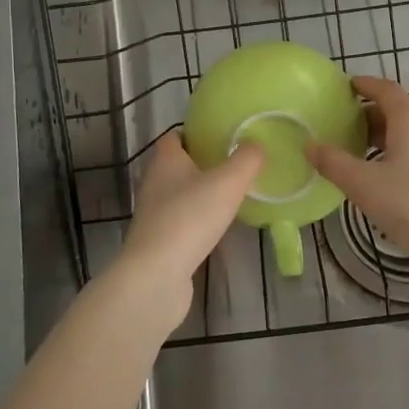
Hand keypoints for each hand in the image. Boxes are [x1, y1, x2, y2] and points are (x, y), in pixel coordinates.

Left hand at [118, 132, 263, 324]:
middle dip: (200, 165)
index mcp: (166, 161)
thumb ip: (246, 160)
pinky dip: (195, 222)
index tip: (219, 137)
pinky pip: (179, 223)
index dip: (194, 134)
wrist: (157, 274)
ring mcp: (152, 215)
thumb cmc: (190, 217)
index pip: (174, 137)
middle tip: (232, 166)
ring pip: (177, 195)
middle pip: (176, 166)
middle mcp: (154, 183)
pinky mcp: (156, 243)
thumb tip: (256, 144)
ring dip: (198, 195)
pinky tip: (215, 229)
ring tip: (228, 198)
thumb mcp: (228, 182)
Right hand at [308, 76, 408, 264]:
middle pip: (401, 113)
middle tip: (349, 130)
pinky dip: (406, 158)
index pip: (387, 90)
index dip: (366, 85)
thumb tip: (310, 145)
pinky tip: (394, 183)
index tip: (349, 87)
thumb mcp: (363, 185)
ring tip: (367, 158)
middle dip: (374, 118)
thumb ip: (334, 163)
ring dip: (390, 141)